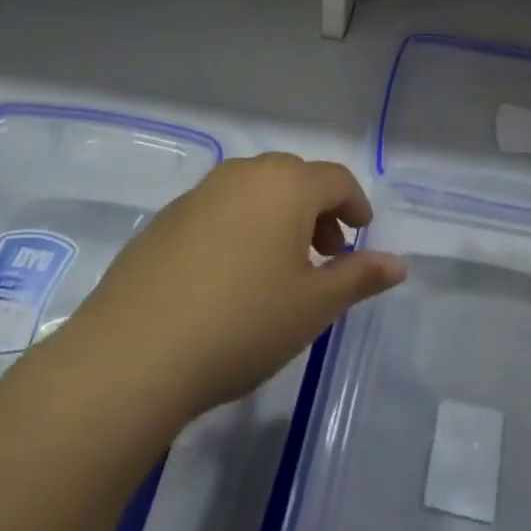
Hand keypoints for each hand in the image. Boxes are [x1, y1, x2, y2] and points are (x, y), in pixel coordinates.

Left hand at [65, 154, 405, 423]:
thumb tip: (397, 264)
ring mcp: (199, 194)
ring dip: (278, 218)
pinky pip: (219, 210)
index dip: (356, 206)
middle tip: (325, 256)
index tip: (361, 237)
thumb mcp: (313, 306)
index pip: (336, 180)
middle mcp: (244, 175)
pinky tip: (229, 279)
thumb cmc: (242, 323)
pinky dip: (240, 229)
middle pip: (295, 178)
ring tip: (279, 269)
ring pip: (254, 191)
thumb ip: (359, 277)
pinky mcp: (164, 220)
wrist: (132, 354)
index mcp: (286, 185)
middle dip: (318, 212)